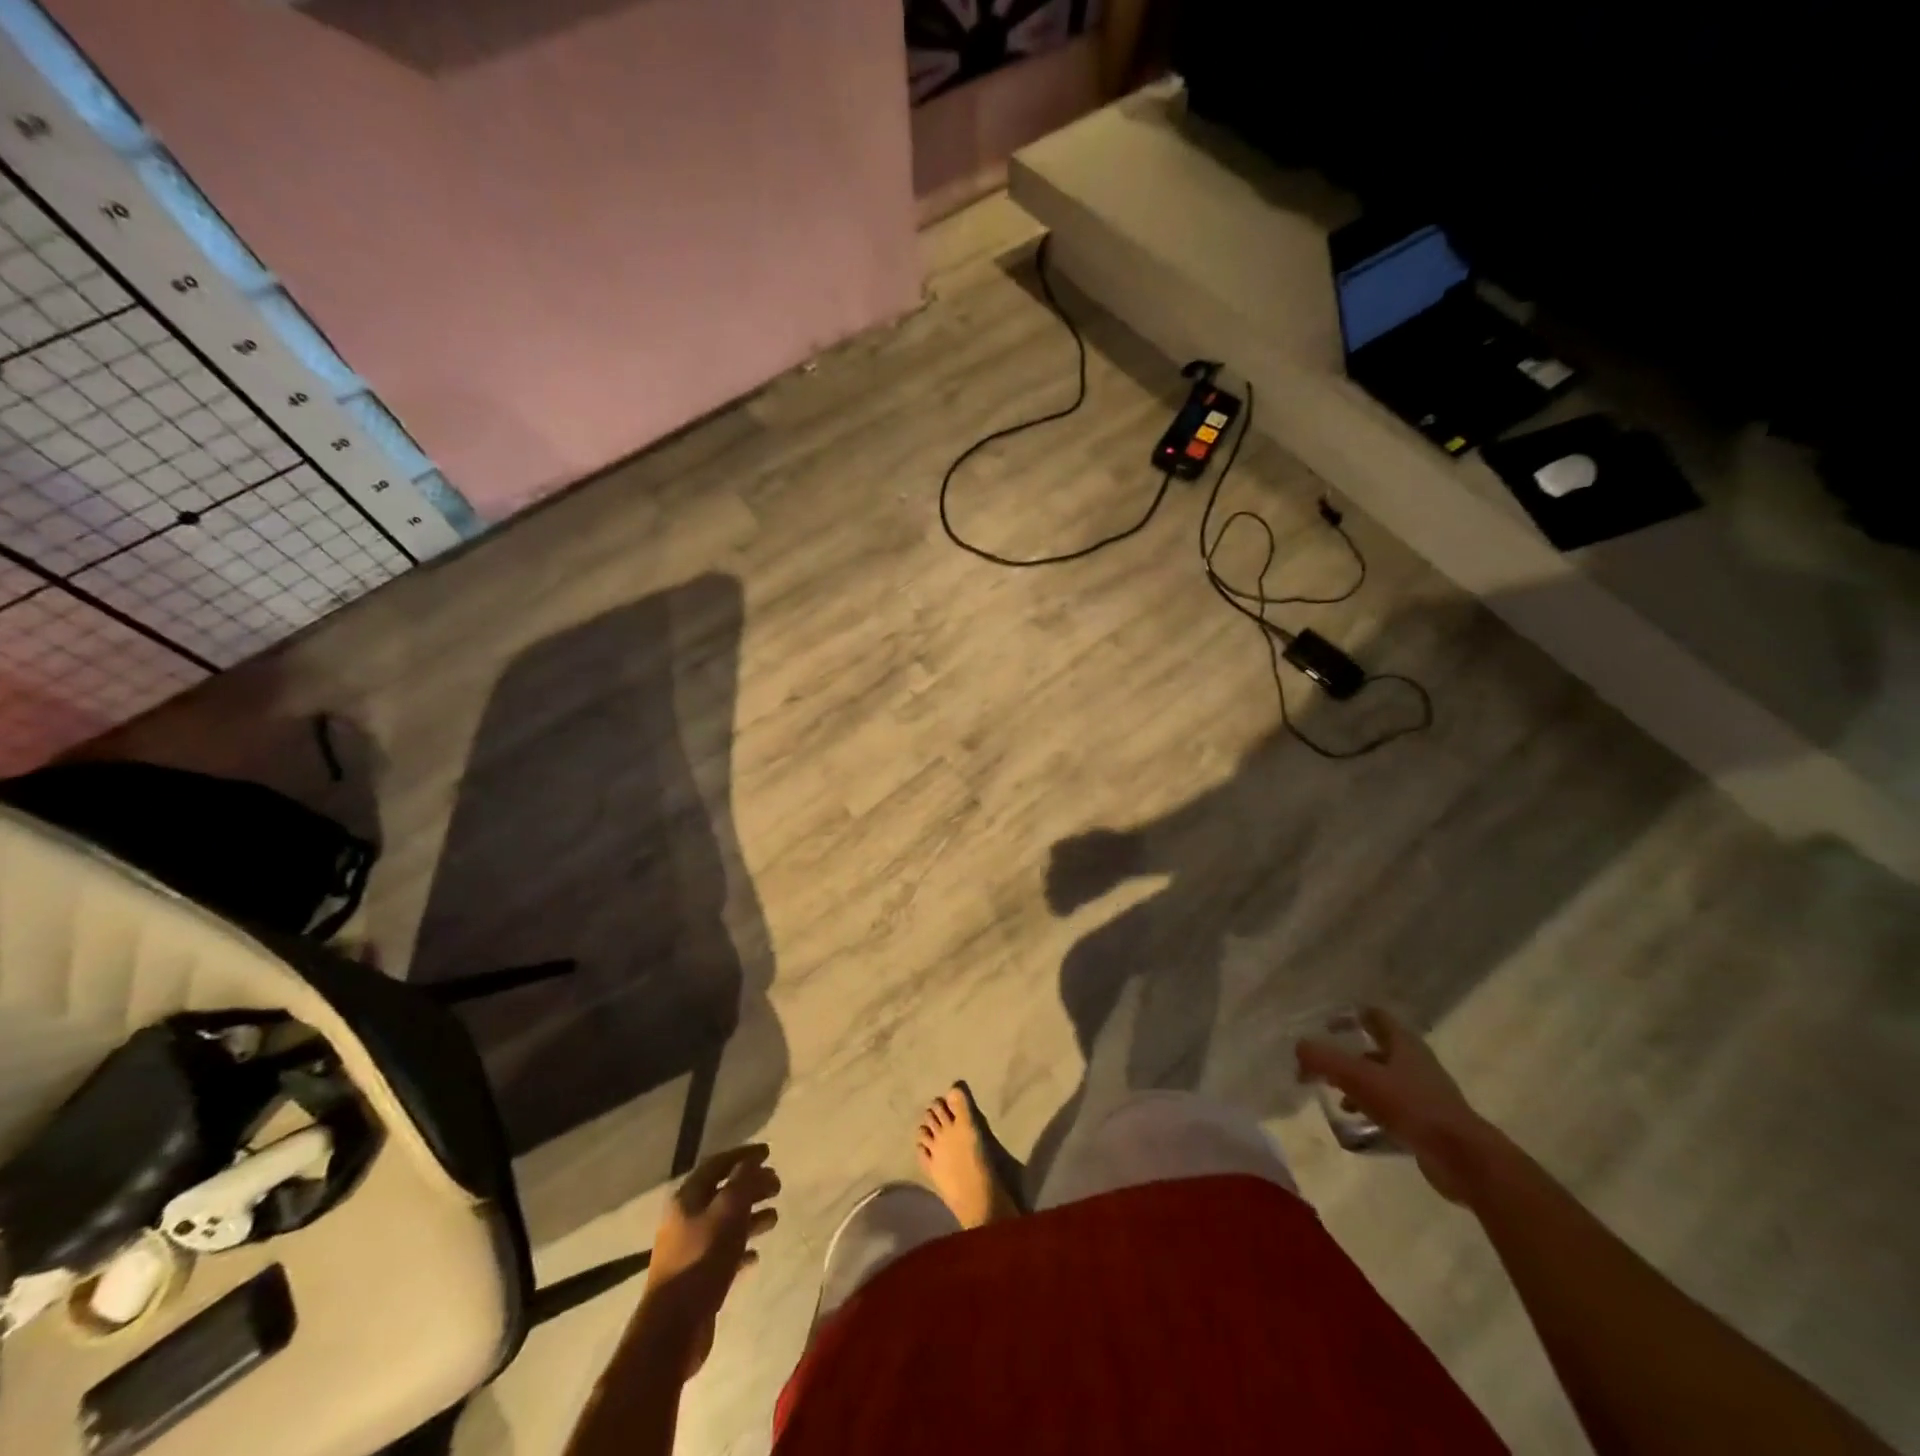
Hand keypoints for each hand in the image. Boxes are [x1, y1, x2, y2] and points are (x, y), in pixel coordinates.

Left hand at [639, 1144, 779, 1378]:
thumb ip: (743, 1182)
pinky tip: (757, 1255)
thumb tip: (751, 1161)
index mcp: (687, 1198)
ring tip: (775, 1216)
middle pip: (723, 1192)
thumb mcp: (728, 1211)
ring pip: (726, 1222)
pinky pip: (724, 1253)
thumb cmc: (702, 1259)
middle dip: (752, 1185)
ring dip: (751, 1215)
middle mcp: (686, 1219)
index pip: (717, 1164)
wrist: (673, 1329)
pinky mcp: (697, 1277)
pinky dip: (742, 1248)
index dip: (743, 1155)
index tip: (769, 1153)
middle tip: (778, 1185)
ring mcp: (690, 1249)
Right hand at [1297, 1008, 1502, 1202]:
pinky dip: (1373, 1109)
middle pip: (1378, 1049)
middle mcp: (1417, 1064)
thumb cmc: (1410, 1107)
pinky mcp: (1430, 1123)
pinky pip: (1394, 1107)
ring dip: (1360, 1085)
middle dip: (1350, 1055)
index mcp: (1404, 1044)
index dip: (1351, 1016)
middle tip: (1324, 1065)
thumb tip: (1299, 1048)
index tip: (1327, 1024)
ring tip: (1337, 1098)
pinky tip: (1360, 1124)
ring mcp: (1426, 1094)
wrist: (1463, 1159)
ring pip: (1385, 1080)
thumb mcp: (1358, 1078)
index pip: (1375, 1017)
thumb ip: (1324, 1059)